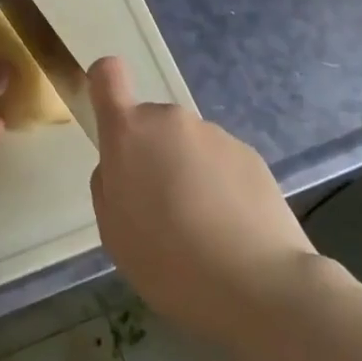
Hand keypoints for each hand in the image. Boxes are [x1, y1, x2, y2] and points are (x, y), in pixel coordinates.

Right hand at [89, 57, 315, 347]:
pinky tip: (231, 232)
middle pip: (152, 124)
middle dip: (153, 156)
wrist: (257, 285)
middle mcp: (171, 121)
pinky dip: (221, 188)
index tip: (110, 119)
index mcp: (129, 133)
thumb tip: (123, 167)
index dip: (104, 85)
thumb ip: (110, 185)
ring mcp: (214, 134)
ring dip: (189, 174)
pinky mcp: (251, 155)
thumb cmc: (168, 261)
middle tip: (162, 211)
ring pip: (188, 146)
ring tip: (203, 231)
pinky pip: (222, 163)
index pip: (108, 75)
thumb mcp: (113, 232)